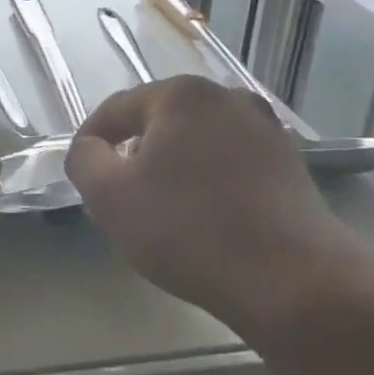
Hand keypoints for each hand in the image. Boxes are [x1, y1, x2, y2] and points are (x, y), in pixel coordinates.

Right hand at [66, 76, 350, 322]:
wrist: (293, 280)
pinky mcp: (289, 165)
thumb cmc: (188, 229)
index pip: (117, 109)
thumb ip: (83, 159)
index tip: (81, 175)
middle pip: (159, 123)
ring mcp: (265, 130)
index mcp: (182, 94)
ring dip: (172, 170)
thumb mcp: (109, 196)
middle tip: (120, 199)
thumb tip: (90, 148)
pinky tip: (205, 220)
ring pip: (196, 144)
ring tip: (163, 213)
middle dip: (134, 156)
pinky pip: (229, 165)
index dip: (91, 141)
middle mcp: (227, 98)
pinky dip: (208, 183)